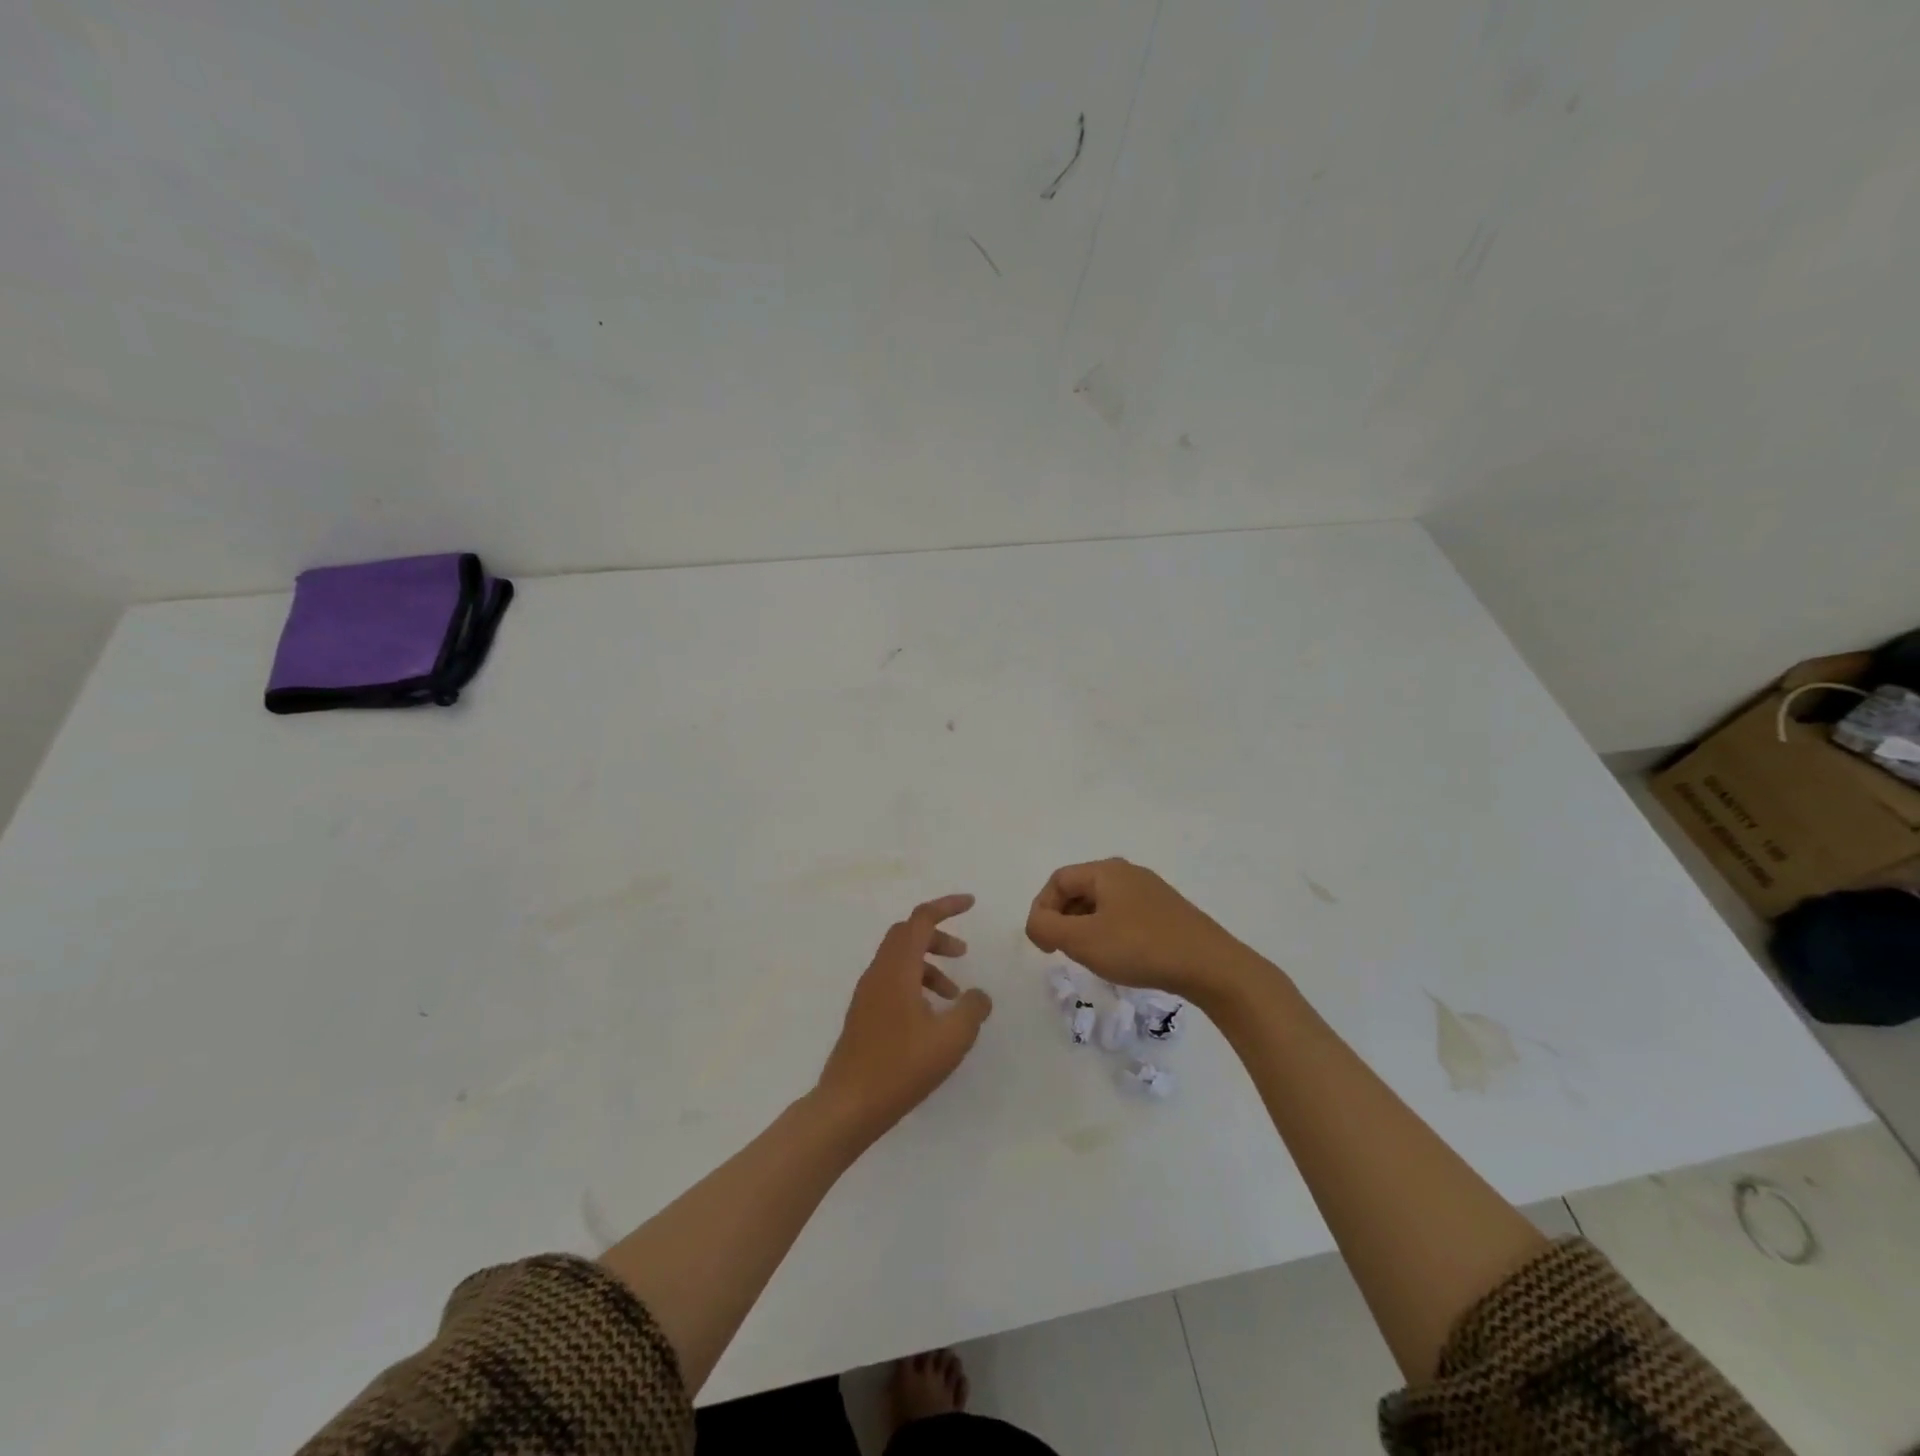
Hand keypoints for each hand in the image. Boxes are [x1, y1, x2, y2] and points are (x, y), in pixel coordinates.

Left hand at [814, 895, 992, 1140]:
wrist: (848, 1105)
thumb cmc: (901, 1066)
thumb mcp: (951, 1038)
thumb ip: (972, 1010)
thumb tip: (979, 995)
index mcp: (897, 968)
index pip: (922, 919)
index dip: (947, 906)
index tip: (971, 904)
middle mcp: (878, 972)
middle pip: (908, 934)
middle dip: (938, 936)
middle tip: (964, 954)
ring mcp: (867, 993)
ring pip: (900, 960)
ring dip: (929, 966)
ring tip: (954, 996)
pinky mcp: (864, 1013)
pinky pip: (893, 981)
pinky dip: (916, 984)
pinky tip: (931, 1017)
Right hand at [1026, 858, 1251, 1000]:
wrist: (1210, 965)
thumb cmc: (1139, 947)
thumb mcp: (1082, 940)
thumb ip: (1046, 927)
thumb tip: (1037, 922)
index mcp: (1105, 871)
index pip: (1057, 881)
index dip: (1041, 910)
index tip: (1043, 945)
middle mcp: (1127, 872)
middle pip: (1079, 889)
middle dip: (1062, 919)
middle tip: (1061, 951)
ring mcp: (1150, 891)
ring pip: (1101, 904)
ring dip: (1085, 927)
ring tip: (1089, 957)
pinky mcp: (1166, 911)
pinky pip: (1123, 915)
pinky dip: (1109, 932)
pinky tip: (1119, 957)